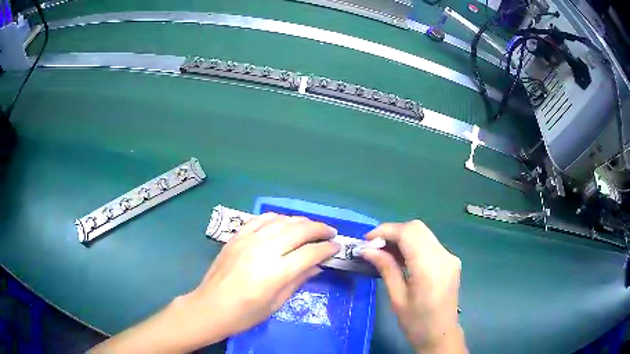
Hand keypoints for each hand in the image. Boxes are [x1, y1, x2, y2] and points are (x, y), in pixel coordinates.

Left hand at [90, 213, 338, 353]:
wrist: (210, 307)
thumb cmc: (245, 314)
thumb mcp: (276, 303)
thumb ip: (298, 281)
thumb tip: (317, 266)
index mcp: (275, 272)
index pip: (309, 252)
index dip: (327, 248)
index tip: (336, 247)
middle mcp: (263, 250)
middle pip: (298, 230)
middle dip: (319, 229)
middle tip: (330, 233)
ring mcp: (248, 240)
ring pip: (281, 221)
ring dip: (300, 221)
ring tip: (311, 227)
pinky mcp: (236, 237)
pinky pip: (260, 219)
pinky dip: (277, 218)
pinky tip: (284, 222)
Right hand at [361, 221, 465, 352]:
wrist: (441, 334)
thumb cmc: (416, 322)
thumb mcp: (397, 298)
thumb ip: (385, 268)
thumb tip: (367, 249)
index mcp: (429, 267)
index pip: (408, 233)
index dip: (385, 231)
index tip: (367, 240)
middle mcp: (443, 256)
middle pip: (417, 228)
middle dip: (393, 232)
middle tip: (374, 246)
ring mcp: (450, 257)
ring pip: (423, 233)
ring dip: (402, 237)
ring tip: (385, 252)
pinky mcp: (451, 260)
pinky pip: (429, 243)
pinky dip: (413, 244)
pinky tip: (402, 258)